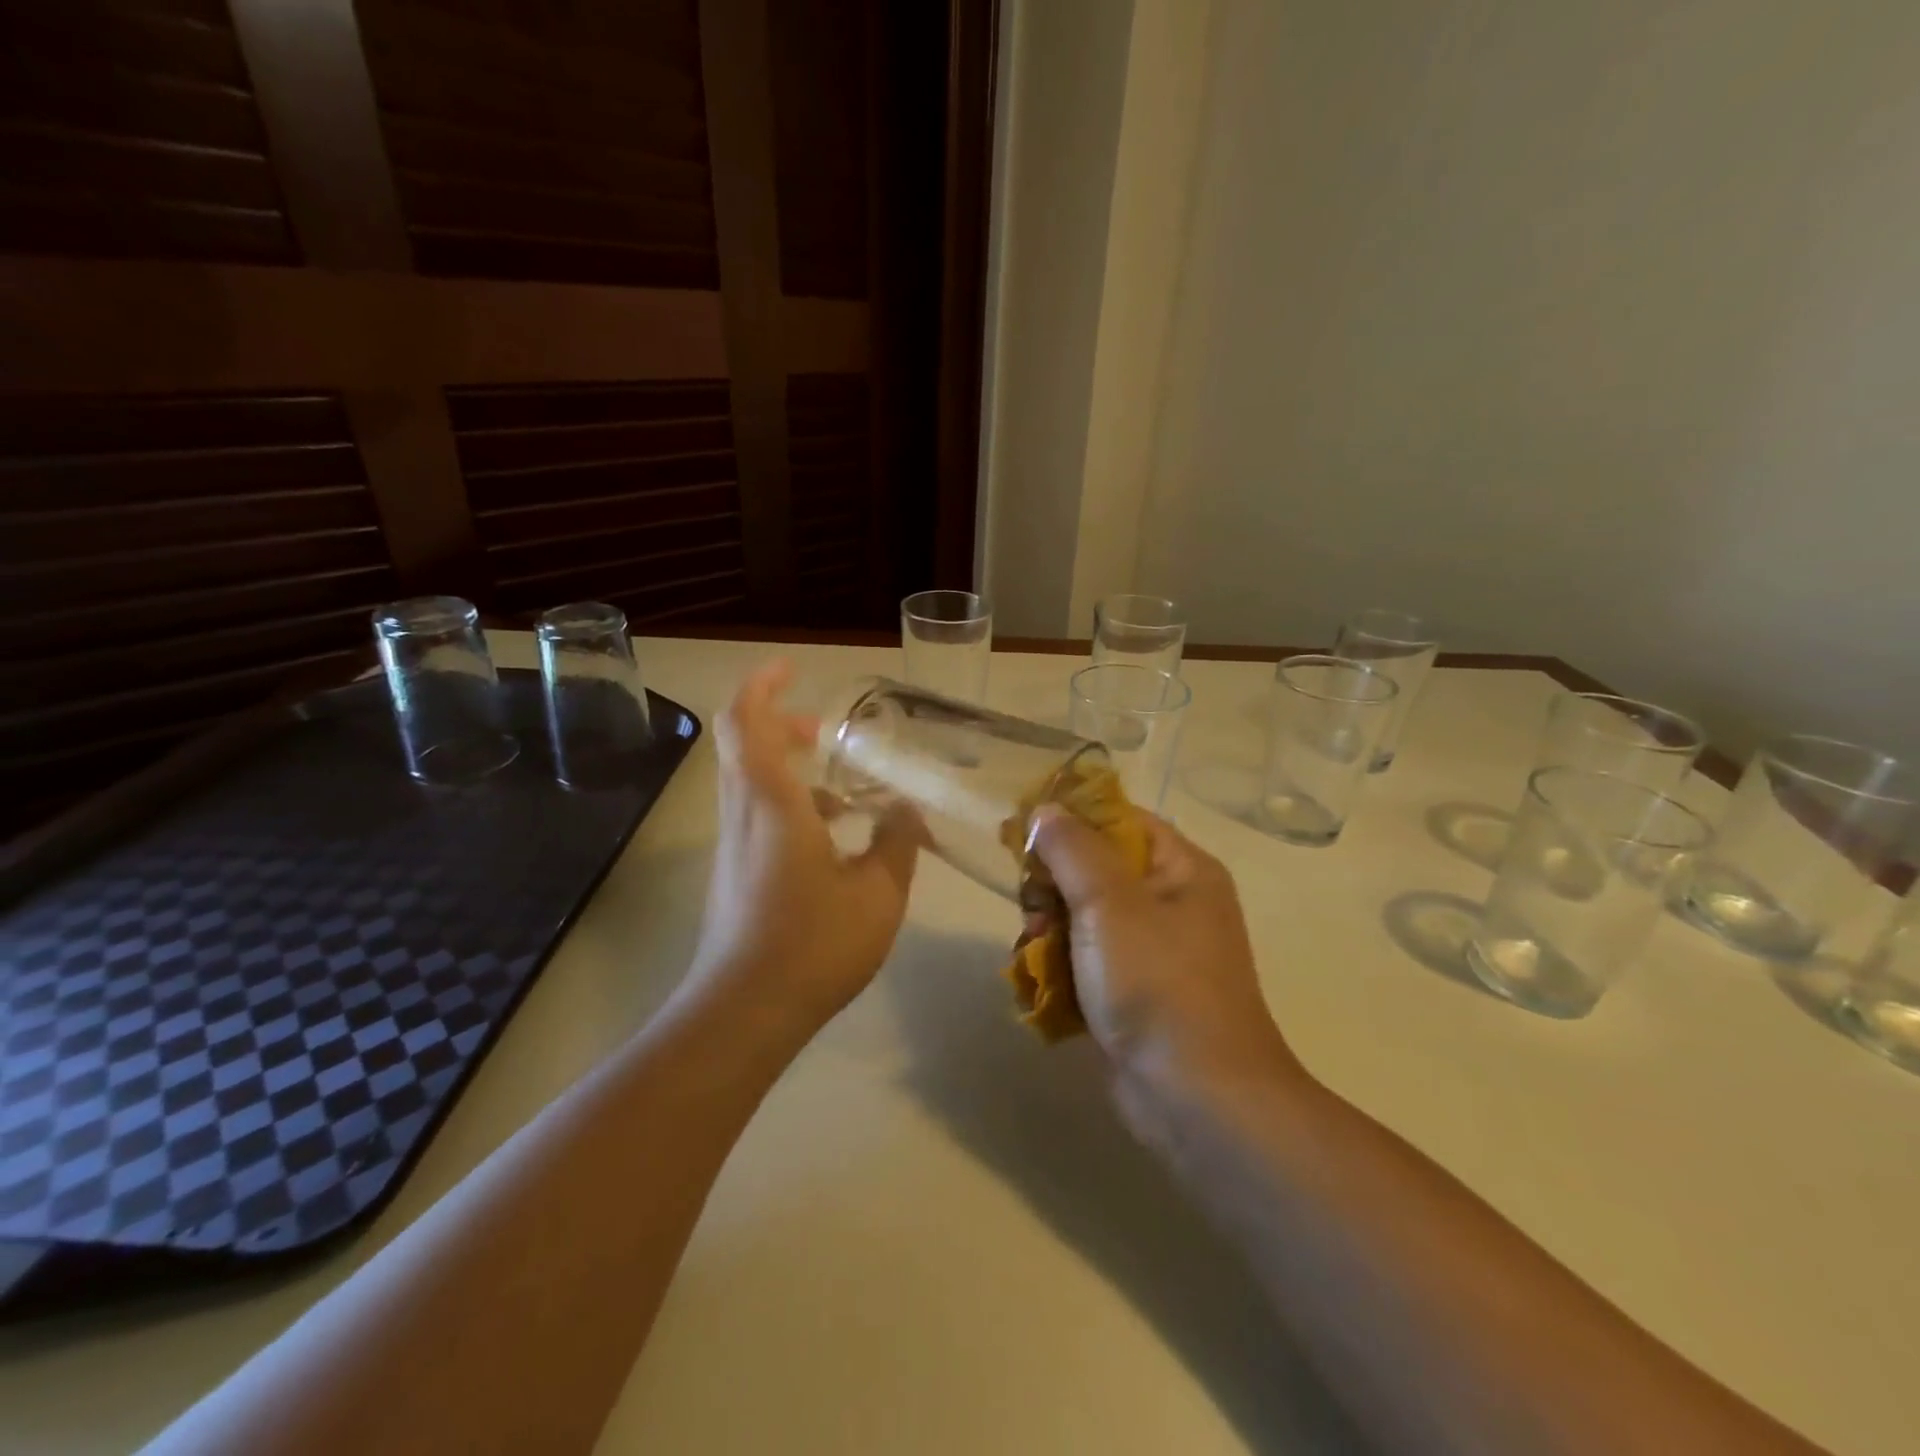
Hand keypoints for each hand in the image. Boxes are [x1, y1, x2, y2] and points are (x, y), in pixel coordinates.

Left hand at [688, 662, 923, 1035]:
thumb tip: (907, 808)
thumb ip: (897, 841)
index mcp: (770, 801)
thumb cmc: (812, 944)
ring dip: (793, 772)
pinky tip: (837, 843)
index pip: (747, 720)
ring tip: (850, 793)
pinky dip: (791, 808)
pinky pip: (758, 818)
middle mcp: (742, 813)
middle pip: (746, 745)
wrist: (743, 1014)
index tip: (793, 668)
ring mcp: (733, 847)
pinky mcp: (735, 875)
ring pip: (752, 784)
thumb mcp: (878, 893)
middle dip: (785, 726)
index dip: (763, 685)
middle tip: (831, 734)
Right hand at [1028, 807, 1303, 1105]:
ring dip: (1050, 931)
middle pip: (1095, 869)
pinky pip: (1087, 960)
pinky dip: (1061, 968)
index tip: (1023, 835)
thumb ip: (1072, 849)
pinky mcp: (1134, 993)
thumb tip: (1045, 810)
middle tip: (1034, 911)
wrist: (1196, 1098)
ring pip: (1083, 918)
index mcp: (1182, 868)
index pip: (1119, 819)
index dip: (1071, 820)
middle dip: (1054, 888)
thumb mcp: (1109, 902)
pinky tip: (1040, 985)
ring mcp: (1153, 951)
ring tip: (1033, 954)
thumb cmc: (1157, 983)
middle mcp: (1172, 902)